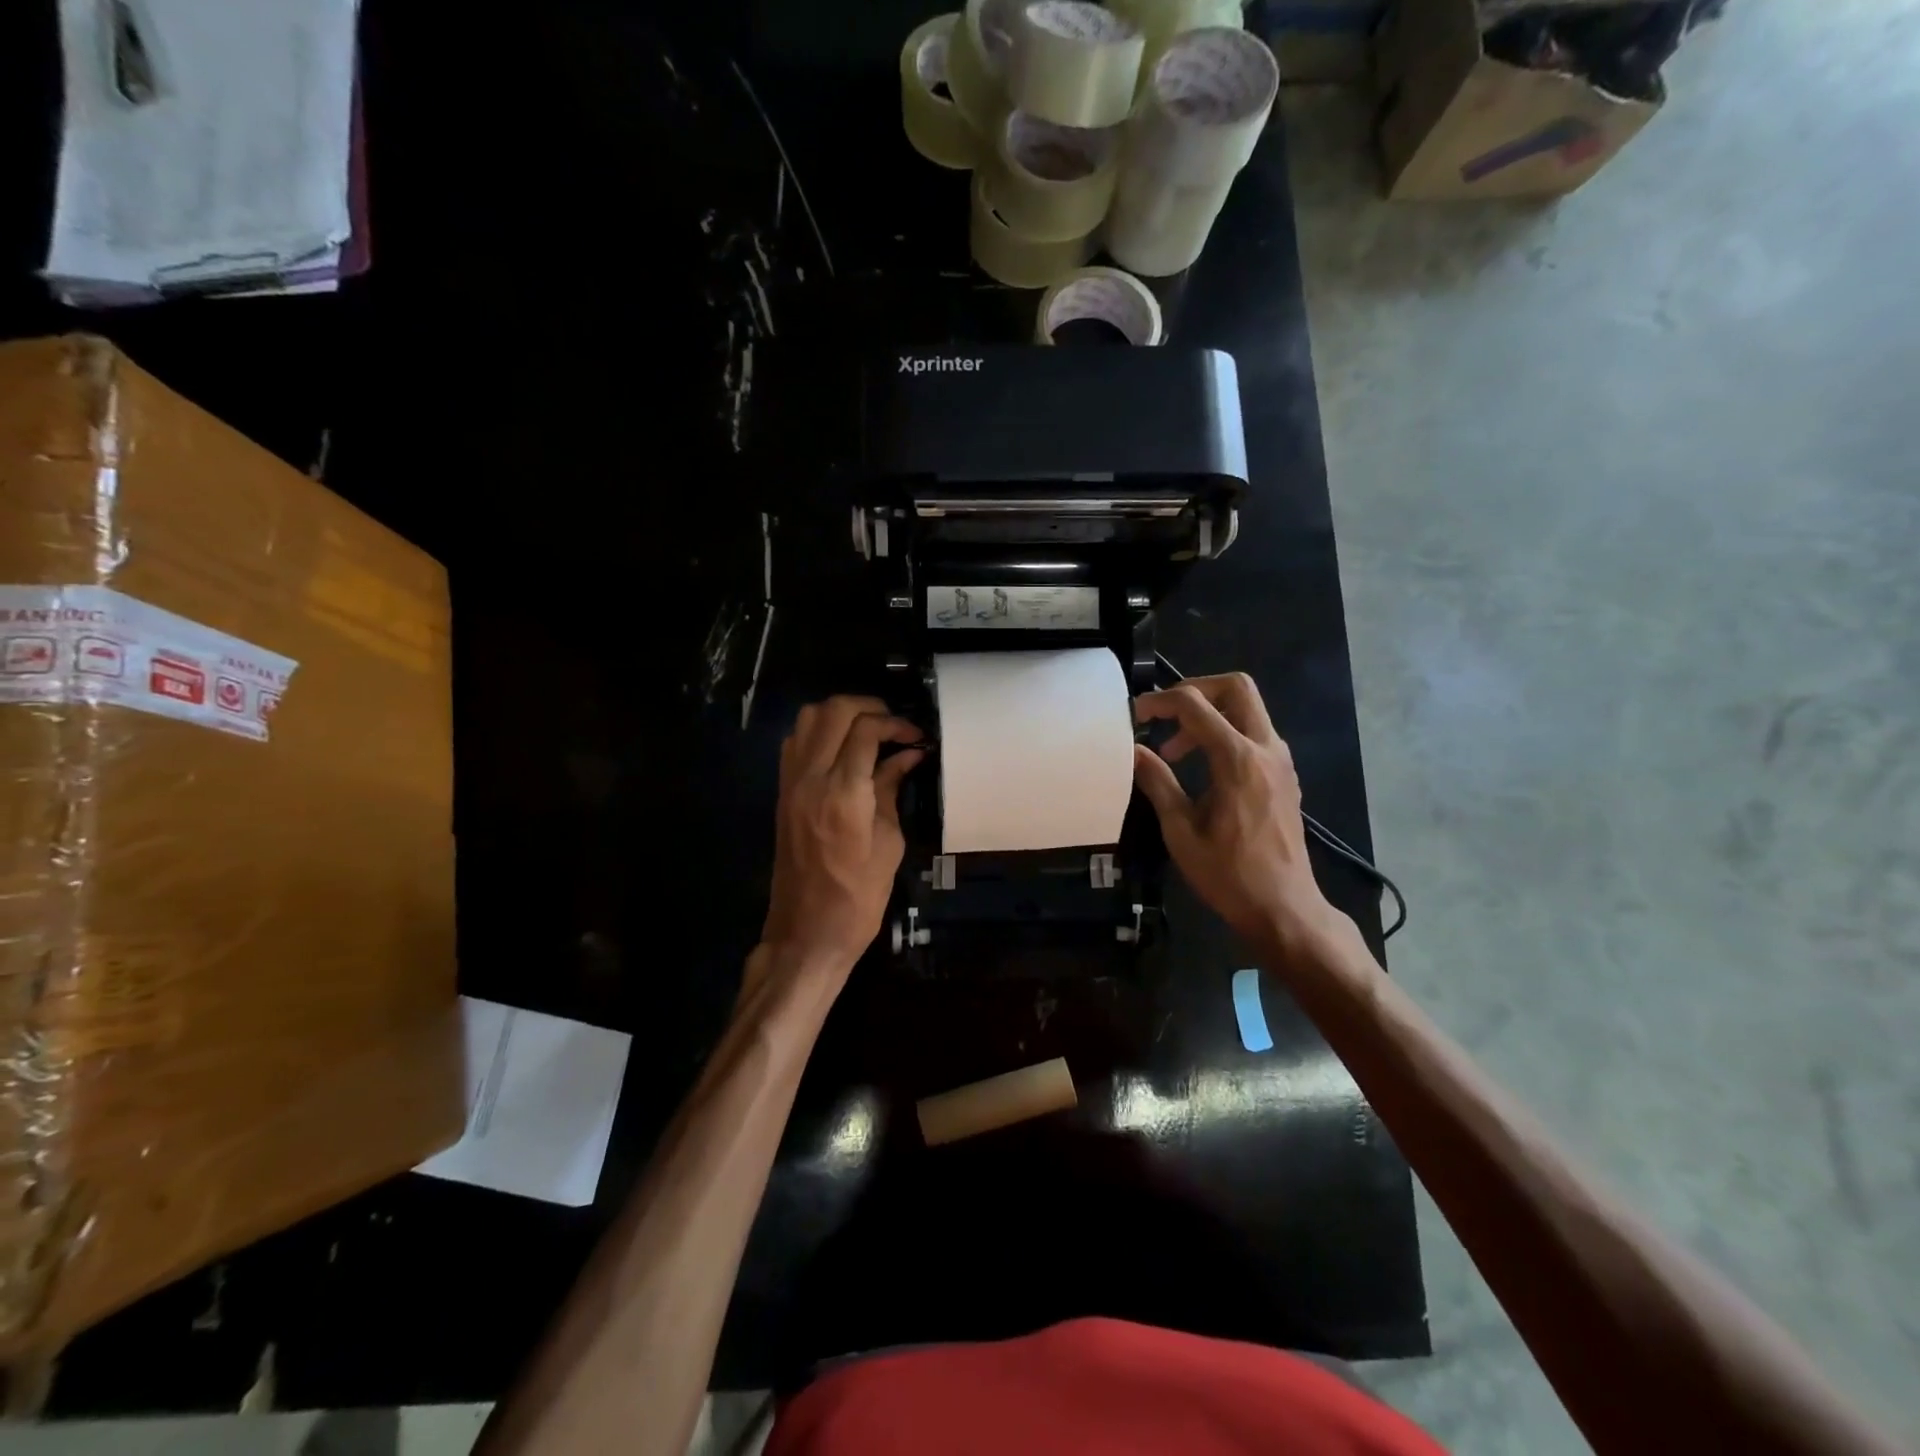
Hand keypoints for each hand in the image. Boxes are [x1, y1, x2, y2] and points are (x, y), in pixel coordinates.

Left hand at [760, 695, 923, 975]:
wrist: (807, 933)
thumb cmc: (858, 897)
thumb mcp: (889, 843)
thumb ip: (892, 790)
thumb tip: (908, 756)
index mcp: (843, 794)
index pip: (865, 730)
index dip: (895, 723)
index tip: (915, 735)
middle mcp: (810, 779)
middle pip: (833, 711)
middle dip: (868, 707)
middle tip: (893, 724)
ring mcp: (791, 784)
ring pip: (808, 719)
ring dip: (840, 714)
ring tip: (869, 731)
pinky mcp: (782, 793)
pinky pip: (796, 742)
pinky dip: (820, 732)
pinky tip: (843, 750)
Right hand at [1132, 674, 1345, 955]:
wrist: (1285, 908)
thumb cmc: (1228, 875)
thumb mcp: (1180, 831)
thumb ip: (1157, 783)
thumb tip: (1132, 751)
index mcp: (1238, 760)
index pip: (1194, 706)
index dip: (1159, 702)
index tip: (1134, 716)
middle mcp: (1266, 749)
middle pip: (1236, 687)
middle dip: (1195, 690)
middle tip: (1164, 714)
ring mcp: (1280, 761)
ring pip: (1248, 708)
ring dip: (1209, 714)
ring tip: (1174, 751)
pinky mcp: (1284, 775)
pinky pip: (1255, 733)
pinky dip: (1225, 733)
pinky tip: (1202, 766)